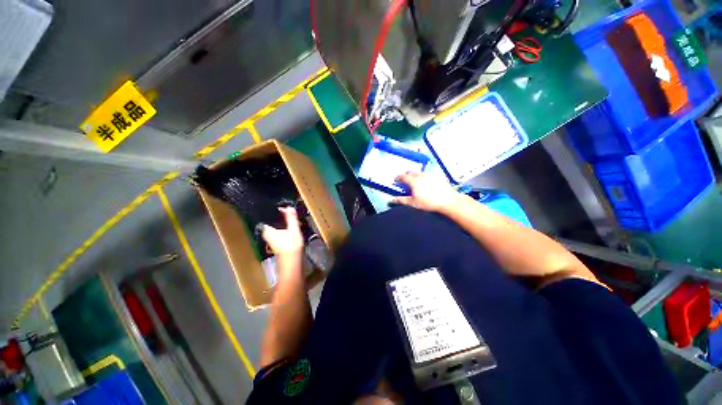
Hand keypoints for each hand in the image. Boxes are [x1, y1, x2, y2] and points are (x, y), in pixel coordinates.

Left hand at [262, 207, 303, 257]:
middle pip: (273, 220)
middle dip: (282, 216)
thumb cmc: (291, 246)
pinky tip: (292, 227)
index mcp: (267, 230)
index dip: (277, 210)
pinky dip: (285, 227)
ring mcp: (271, 238)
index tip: (285, 206)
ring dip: (285, 222)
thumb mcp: (293, 229)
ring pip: (277, 225)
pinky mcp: (277, 241)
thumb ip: (291, 218)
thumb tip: (289, 207)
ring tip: (293, 218)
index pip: (269, 216)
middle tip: (290, 212)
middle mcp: (267, 233)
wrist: (292, 261)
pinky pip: (280, 230)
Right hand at [393, 172, 459, 212]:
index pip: (403, 176)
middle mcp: (421, 175)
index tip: (396, 180)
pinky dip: (424, 176)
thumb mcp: (413, 203)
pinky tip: (426, 182)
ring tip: (415, 181)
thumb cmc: (429, 202)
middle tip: (404, 179)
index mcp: (413, 180)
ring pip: (419, 172)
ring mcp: (430, 174)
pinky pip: (428, 173)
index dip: (398, 178)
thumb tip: (392, 199)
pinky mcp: (438, 175)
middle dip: (406, 174)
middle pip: (411, 172)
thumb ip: (401, 200)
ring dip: (415, 175)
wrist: (448, 201)